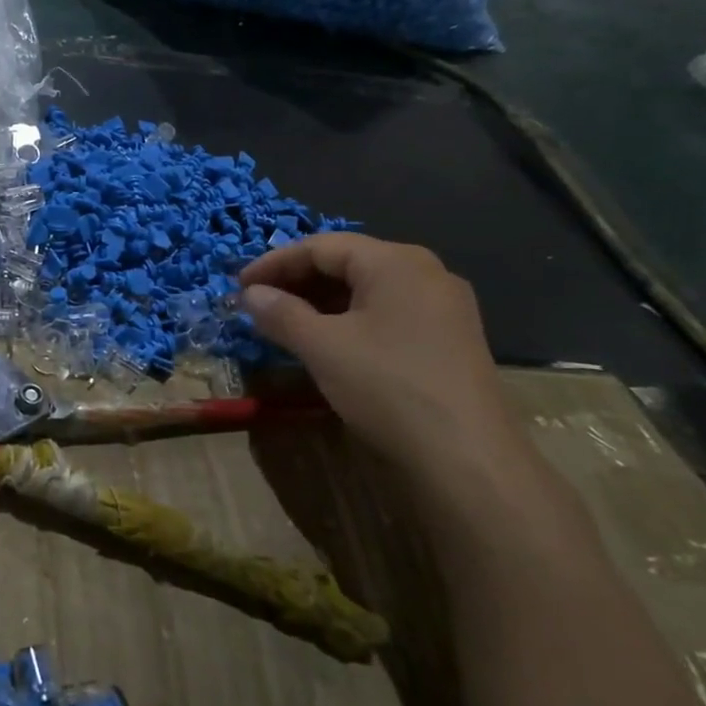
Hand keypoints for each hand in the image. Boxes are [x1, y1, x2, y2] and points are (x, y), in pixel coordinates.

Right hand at [239, 233, 521, 481]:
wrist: (467, 459)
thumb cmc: (388, 387)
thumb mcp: (322, 347)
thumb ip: (281, 313)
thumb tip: (250, 294)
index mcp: (395, 261)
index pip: (321, 246)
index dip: (274, 263)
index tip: (238, 286)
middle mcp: (425, 273)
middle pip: (347, 263)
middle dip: (297, 282)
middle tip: (257, 305)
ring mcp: (443, 307)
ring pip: (367, 291)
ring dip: (320, 303)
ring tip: (284, 325)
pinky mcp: (449, 340)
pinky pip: (387, 314)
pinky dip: (349, 321)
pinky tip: (327, 344)